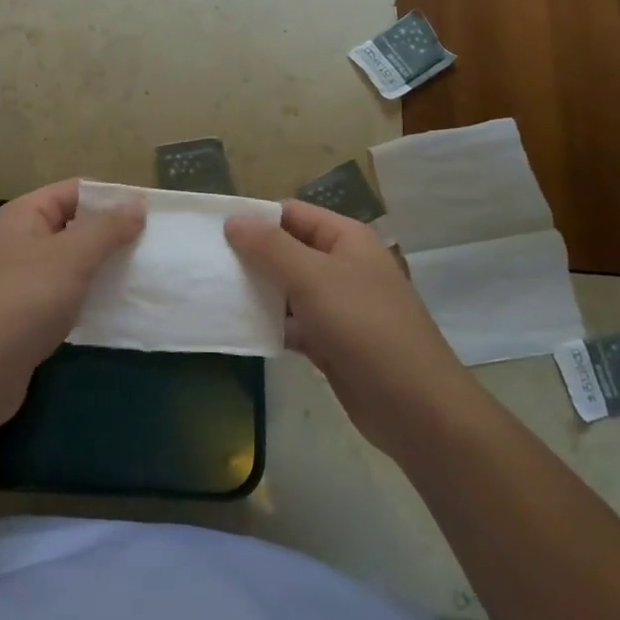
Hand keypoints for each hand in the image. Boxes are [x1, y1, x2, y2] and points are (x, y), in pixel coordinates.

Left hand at [0, 180, 144, 429]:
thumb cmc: (23, 302)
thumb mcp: (70, 257)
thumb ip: (107, 229)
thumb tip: (137, 202)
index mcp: (25, 215)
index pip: (76, 190)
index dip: (112, 198)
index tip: (152, 215)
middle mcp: (21, 240)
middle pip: (76, 226)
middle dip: (113, 235)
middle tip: (155, 249)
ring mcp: (23, 279)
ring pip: (73, 263)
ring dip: (105, 268)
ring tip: (144, 276)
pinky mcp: (28, 314)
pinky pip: (67, 294)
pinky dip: (91, 297)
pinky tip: (117, 308)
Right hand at [226, 200, 462, 452]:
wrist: (413, 405)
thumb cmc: (364, 327)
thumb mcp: (313, 278)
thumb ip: (270, 247)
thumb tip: (233, 220)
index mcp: (346, 239)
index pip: (292, 214)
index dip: (255, 218)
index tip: (212, 232)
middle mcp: (342, 266)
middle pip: (286, 250)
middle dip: (250, 256)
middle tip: (206, 264)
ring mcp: (336, 306)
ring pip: (286, 289)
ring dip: (255, 291)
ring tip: (212, 293)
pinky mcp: (330, 341)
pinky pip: (291, 323)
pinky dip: (268, 324)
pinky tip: (237, 328)